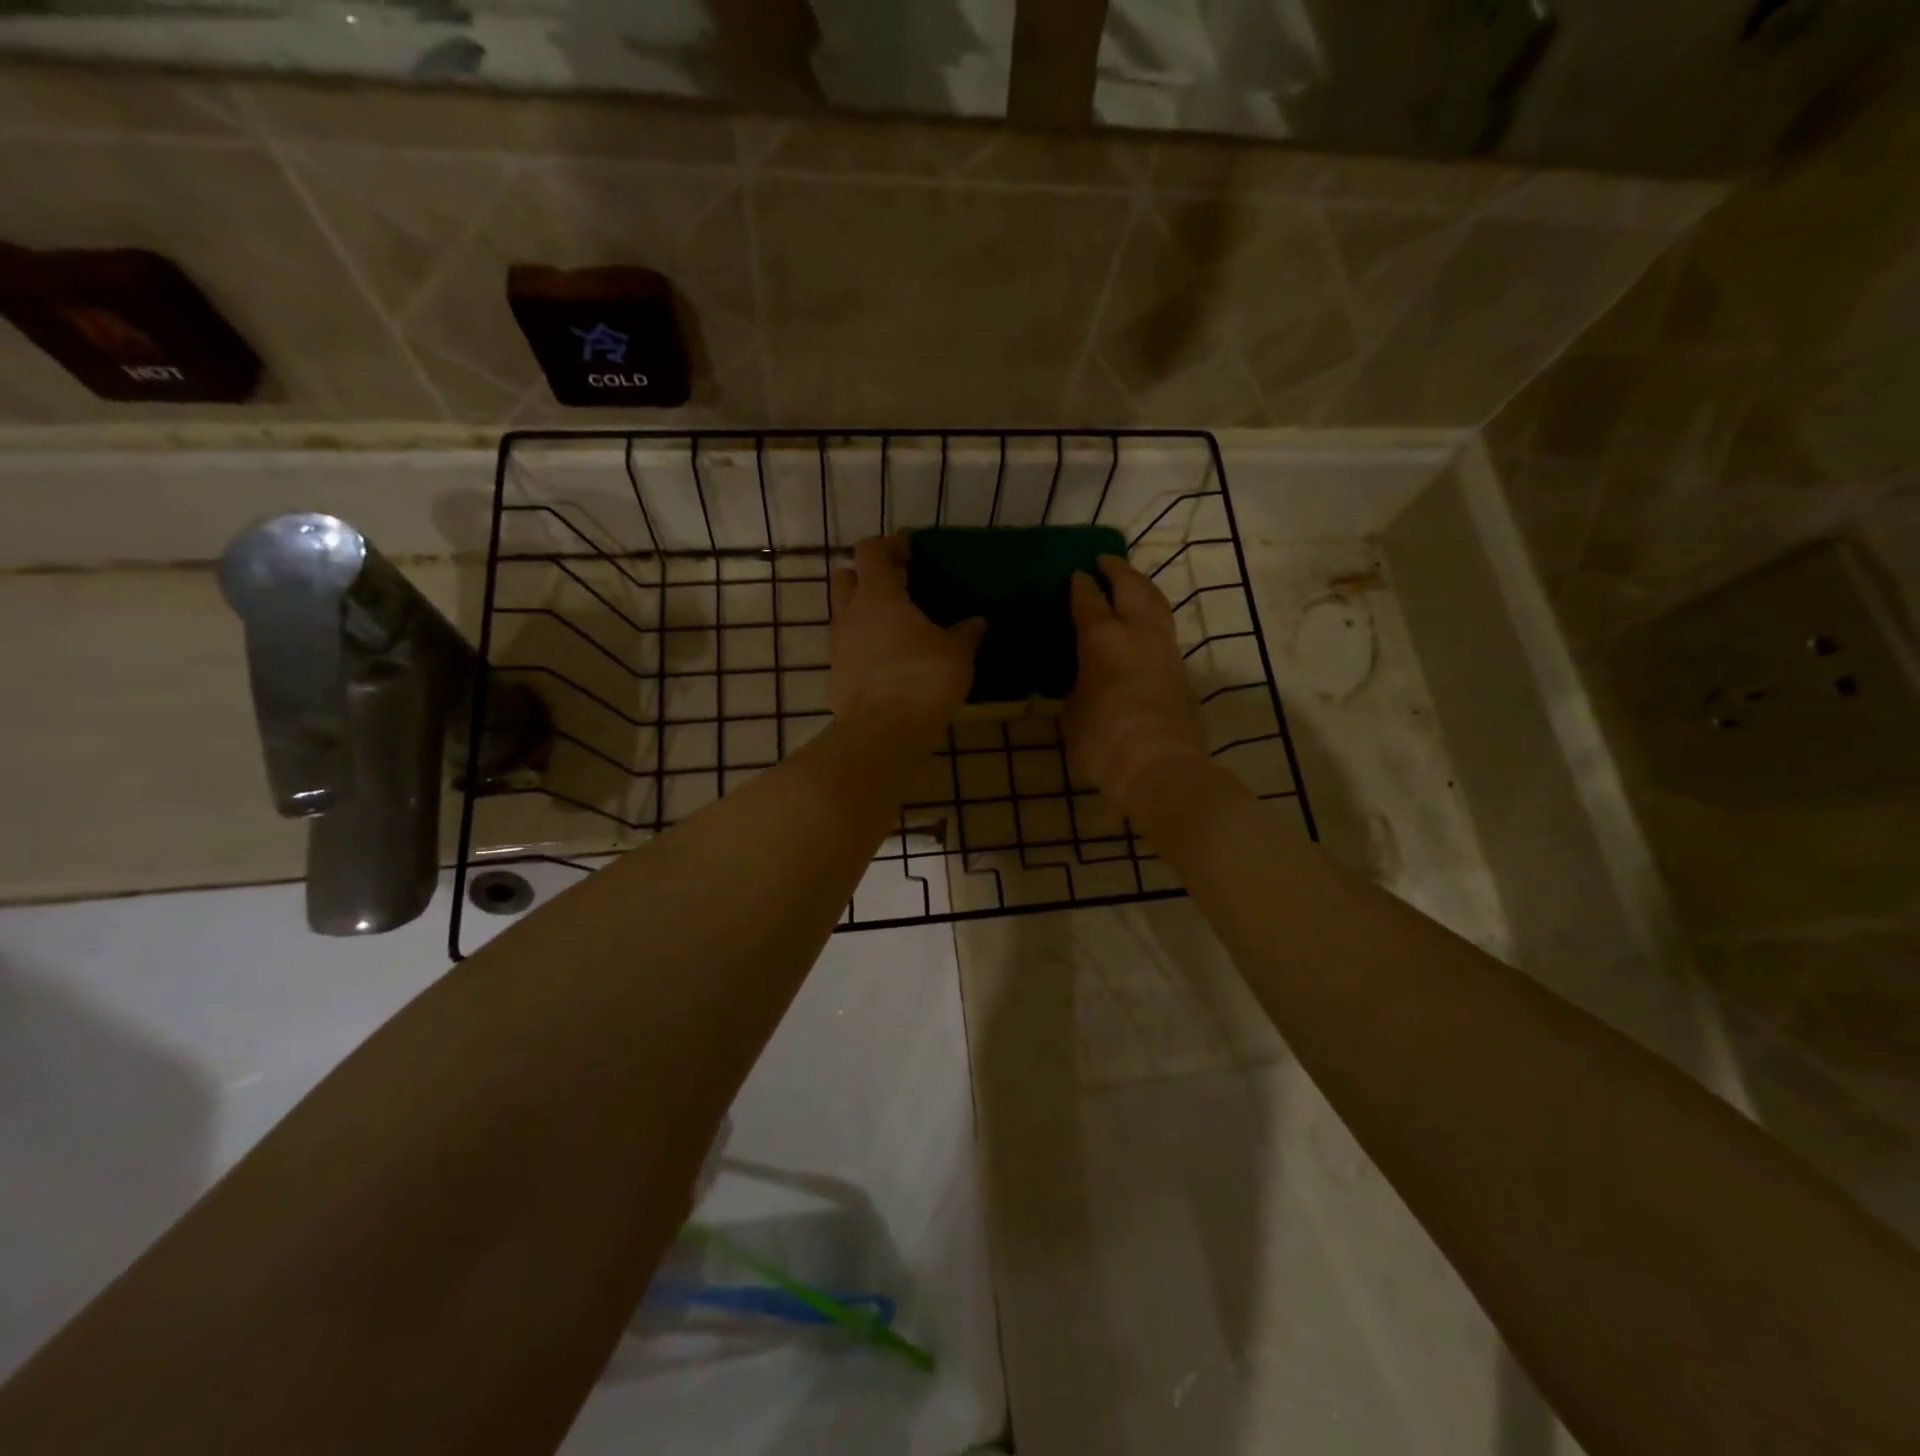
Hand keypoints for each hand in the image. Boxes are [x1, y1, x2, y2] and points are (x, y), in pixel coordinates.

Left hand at [828, 536, 983, 733]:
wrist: (884, 731)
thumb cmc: (923, 679)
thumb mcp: (957, 654)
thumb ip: (966, 633)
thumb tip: (977, 621)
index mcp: (878, 595)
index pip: (870, 551)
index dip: (888, 546)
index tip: (909, 555)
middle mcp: (850, 614)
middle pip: (844, 577)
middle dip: (866, 577)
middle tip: (895, 590)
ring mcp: (837, 646)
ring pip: (842, 615)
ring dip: (862, 614)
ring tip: (894, 631)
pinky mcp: (835, 676)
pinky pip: (845, 650)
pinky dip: (861, 649)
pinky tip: (886, 665)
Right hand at [1064, 555, 1209, 806]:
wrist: (1159, 765)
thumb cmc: (1103, 740)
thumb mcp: (1073, 714)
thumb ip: (1078, 689)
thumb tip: (1084, 684)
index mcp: (1102, 639)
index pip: (1089, 601)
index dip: (1081, 586)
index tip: (1076, 574)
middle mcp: (1137, 634)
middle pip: (1133, 588)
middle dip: (1119, 571)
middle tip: (1107, 561)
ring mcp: (1166, 651)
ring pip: (1157, 605)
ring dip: (1143, 590)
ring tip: (1130, 586)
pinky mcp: (1183, 673)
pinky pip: (1165, 633)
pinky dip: (1153, 621)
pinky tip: (1144, 630)